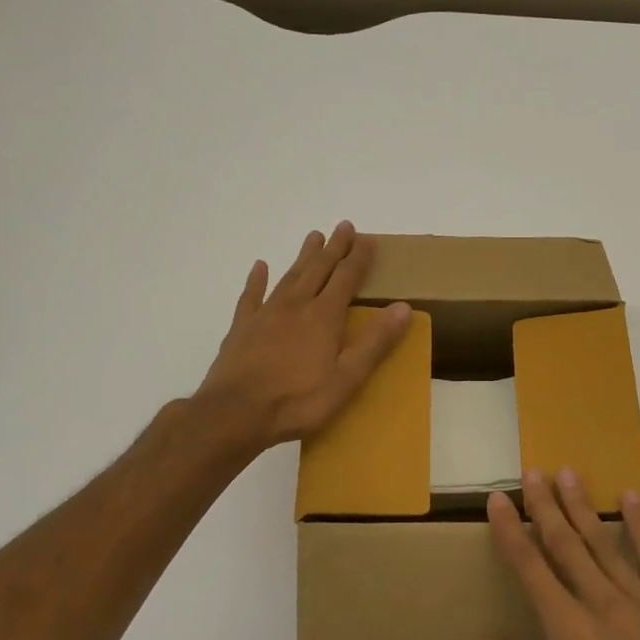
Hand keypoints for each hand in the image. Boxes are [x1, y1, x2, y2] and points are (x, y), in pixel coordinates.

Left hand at [195, 222, 411, 450]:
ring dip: (303, 256)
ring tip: (313, 237)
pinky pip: (251, 296)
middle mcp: (296, 306)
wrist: (235, 413)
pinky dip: (257, 280)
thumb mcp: (347, 378)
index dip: (358, 258)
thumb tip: (403, 307)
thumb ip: (375, 342)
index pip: (346, 278)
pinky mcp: (241, 328)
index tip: (368, 239)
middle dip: (334, 248)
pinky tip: (260, 267)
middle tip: (343, 226)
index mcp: (324, 317)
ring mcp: (265, 314)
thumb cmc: (298, 400)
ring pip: (289, 276)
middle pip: (318, 269)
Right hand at [479, 470, 639, 639]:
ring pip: (606, 544)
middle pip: (567, 545)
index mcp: (569, 633)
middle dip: (546, 506)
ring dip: (584, 508)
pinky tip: (631, 500)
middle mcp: (603, 606)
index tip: (499, 501)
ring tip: (569, 474)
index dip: (511, 532)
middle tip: (533, 473)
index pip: (531, 569)